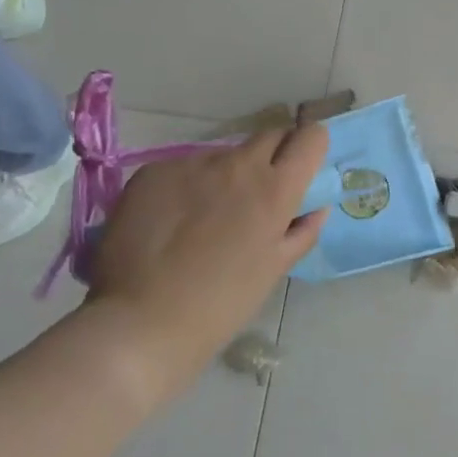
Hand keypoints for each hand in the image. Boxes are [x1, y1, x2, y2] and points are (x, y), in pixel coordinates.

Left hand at [85, 126, 327, 395]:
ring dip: (226, 175)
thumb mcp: (274, 269)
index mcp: (275, 189)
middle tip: (259, 193)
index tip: (302, 170)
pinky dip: (187, 186)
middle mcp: (236, 164)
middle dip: (273, 155)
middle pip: (269, 135)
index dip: (310, 148)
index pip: (310, 137)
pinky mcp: (153, 171)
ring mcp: (191, 164)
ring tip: (206, 217)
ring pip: (223, 155)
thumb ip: (302, 231)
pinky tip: (172, 221)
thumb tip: (316, 207)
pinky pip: (184, 168)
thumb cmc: (222, 303)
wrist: (141, 321)